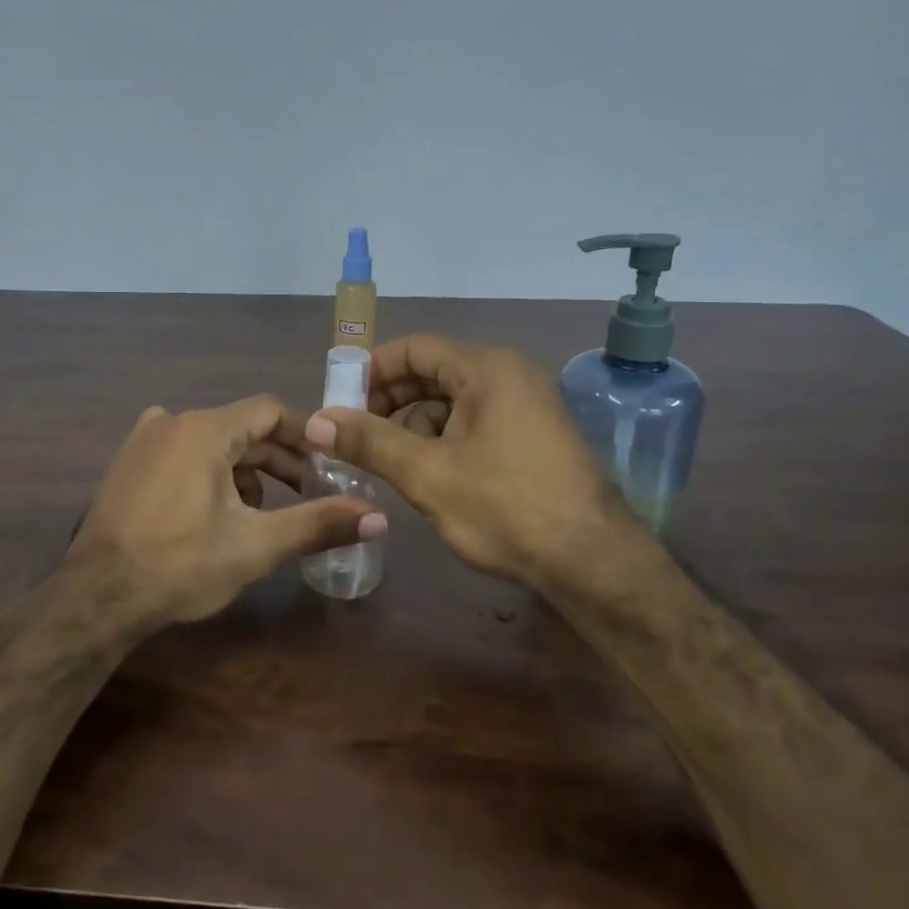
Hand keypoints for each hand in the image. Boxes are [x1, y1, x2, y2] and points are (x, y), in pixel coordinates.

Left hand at [68, 395, 384, 630]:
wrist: (96, 598)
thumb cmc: (180, 565)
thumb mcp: (256, 545)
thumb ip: (318, 523)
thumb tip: (379, 518)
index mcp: (204, 428)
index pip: (271, 411)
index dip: (306, 437)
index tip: (329, 468)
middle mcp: (172, 420)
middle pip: (242, 428)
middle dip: (279, 461)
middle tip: (306, 496)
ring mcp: (144, 440)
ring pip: (214, 442)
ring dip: (245, 471)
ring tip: (261, 514)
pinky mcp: (129, 463)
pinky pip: (184, 453)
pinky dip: (210, 473)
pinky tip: (215, 513)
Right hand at [305, 334, 641, 590]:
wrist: (591, 561)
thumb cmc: (504, 507)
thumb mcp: (426, 473)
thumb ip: (369, 441)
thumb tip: (317, 422)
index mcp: (487, 368)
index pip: (415, 347)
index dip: (372, 371)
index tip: (343, 404)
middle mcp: (511, 374)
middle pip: (434, 371)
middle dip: (391, 401)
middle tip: (358, 436)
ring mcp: (529, 403)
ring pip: (455, 399)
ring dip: (417, 424)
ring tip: (392, 464)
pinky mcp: (536, 434)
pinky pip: (478, 420)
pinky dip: (446, 438)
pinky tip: (432, 474)